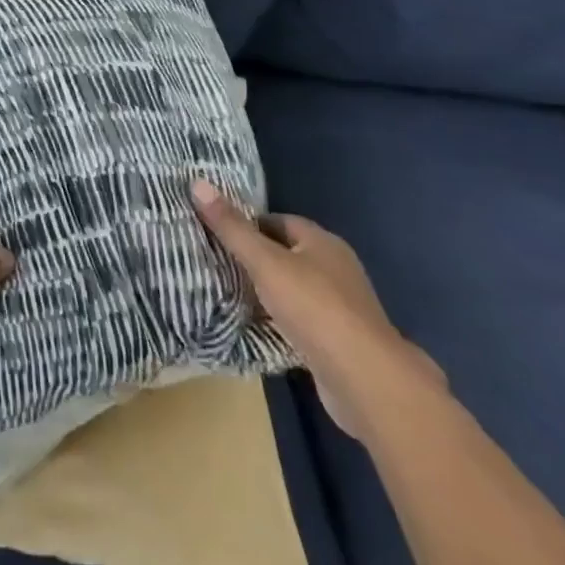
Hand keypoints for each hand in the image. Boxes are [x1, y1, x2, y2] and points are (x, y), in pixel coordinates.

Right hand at [192, 180, 445, 440]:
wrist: (367, 383)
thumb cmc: (315, 308)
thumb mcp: (264, 262)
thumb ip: (231, 227)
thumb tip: (197, 182)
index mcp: (323, 242)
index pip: (278, 221)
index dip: (248, 224)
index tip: (218, 233)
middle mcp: (336, 269)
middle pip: (286, 254)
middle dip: (255, 259)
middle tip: (217, 261)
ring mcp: (342, 309)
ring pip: (294, 289)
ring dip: (268, 292)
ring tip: (229, 293)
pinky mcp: (341, 343)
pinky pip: (302, 321)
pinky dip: (281, 322)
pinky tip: (257, 328)